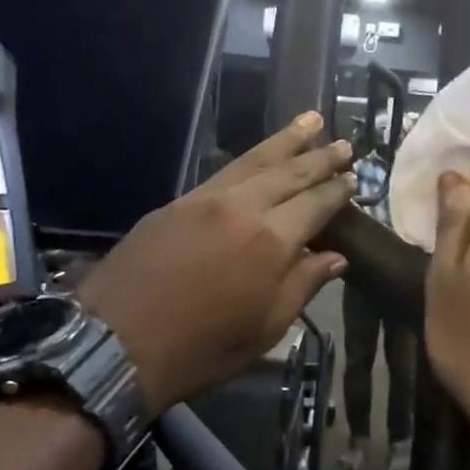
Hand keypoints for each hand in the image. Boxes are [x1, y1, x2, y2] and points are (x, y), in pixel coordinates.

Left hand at [80, 113, 353, 410]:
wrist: (114, 345)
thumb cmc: (201, 349)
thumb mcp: (265, 328)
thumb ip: (303, 285)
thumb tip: (336, 257)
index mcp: (271, 241)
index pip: (315, 204)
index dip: (337, 191)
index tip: (355, 177)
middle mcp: (242, 208)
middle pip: (289, 172)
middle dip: (319, 157)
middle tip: (344, 143)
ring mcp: (205, 200)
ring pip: (254, 161)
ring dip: (285, 141)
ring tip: (310, 120)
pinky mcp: (176, 203)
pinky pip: (223, 172)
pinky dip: (249, 159)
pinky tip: (260, 156)